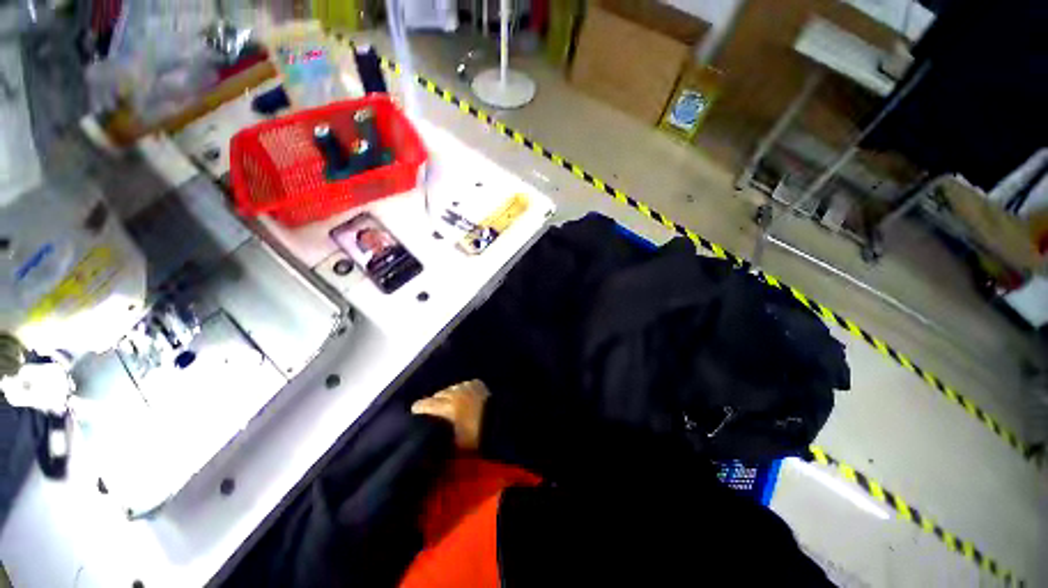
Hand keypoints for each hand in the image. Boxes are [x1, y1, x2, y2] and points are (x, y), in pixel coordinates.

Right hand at [411, 380, 489, 449]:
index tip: (414, 412)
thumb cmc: (478, 437)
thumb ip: (441, 438)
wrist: (502, 423)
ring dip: (449, 395)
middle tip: (433, 410)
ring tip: (448, 402)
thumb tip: (430, 440)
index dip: (419, 408)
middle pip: (439, 394)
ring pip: (452, 388)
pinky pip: (464, 385)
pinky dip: (461, 390)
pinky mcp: (478, 384)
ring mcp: (467, 386)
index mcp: (448, 407)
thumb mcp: (456, 443)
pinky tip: (462, 396)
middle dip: (434, 401)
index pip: (426, 404)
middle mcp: (455, 392)